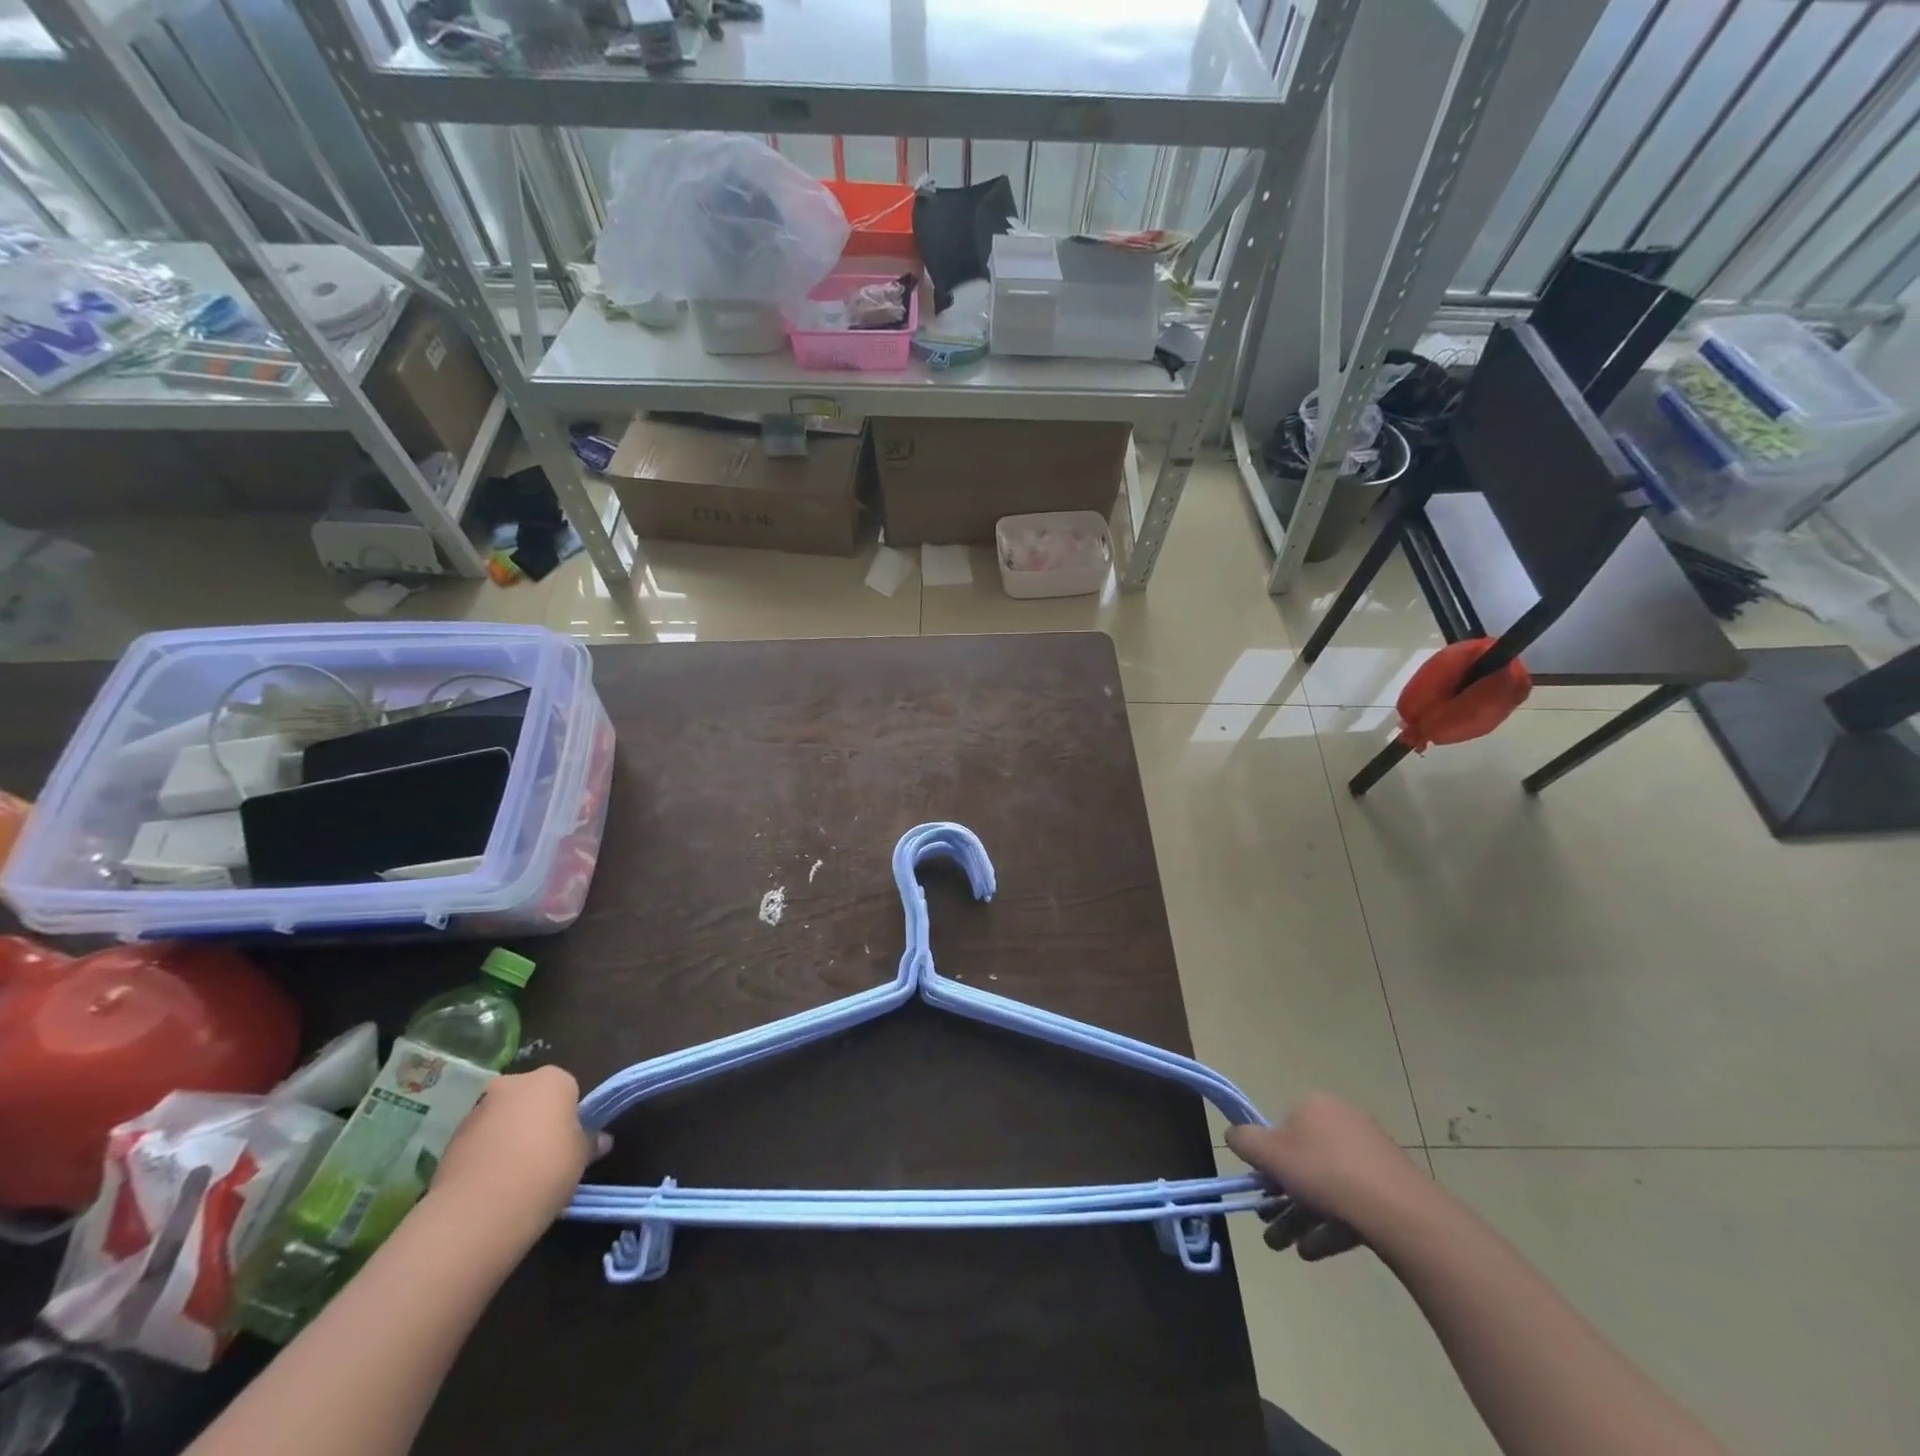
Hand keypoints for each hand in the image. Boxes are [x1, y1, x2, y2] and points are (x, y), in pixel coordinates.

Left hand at [429, 1066, 608, 1238]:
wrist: (477, 1211)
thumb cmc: (545, 1169)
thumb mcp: (581, 1157)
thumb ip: (590, 1142)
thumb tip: (601, 1140)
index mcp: (552, 1079)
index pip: (568, 1089)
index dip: (570, 1116)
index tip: (569, 1142)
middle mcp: (514, 1083)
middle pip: (530, 1099)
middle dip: (535, 1121)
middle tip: (544, 1157)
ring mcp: (477, 1109)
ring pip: (502, 1120)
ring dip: (508, 1138)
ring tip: (514, 1178)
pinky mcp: (450, 1139)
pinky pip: (478, 1142)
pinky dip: (485, 1156)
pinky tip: (491, 1187)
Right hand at [1226, 1094, 1430, 1259]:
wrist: (1399, 1213)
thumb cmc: (1324, 1172)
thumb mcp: (1269, 1153)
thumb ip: (1244, 1140)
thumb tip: (1233, 1135)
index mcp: (1315, 1106)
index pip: (1282, 1128)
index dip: (1268, 1159)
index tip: (1261, 1188)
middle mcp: (1343, 1123)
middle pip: (1303, 1161)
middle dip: (1282, 1196)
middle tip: (1269, 1224)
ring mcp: (1371, 1157)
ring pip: (1326, 1186)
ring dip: (1301, 1216)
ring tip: (1285, 1247)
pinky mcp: (1391, 1189)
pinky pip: (1351, 1203)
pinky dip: (1330, 1226)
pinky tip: (1313, 1251)